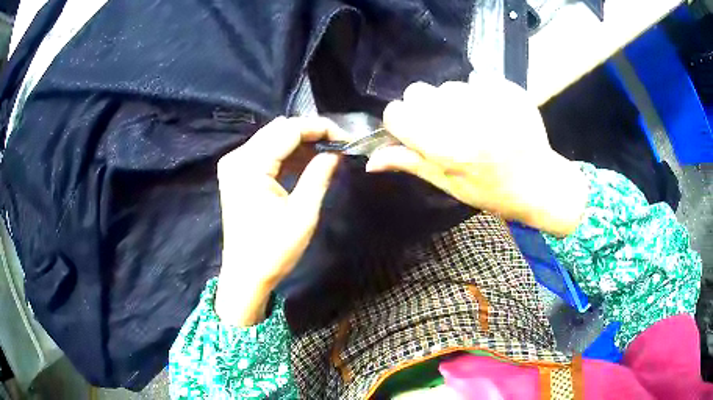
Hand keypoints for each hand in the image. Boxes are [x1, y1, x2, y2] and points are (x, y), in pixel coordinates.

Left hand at [215, 117, 344, 326]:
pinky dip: (286, 154)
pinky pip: (264, 152)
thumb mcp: (303, 214)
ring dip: (299, 143)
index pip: (288, 130)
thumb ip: (319, 175)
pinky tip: (306, 162)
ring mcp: (234, 165)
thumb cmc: (273, 251)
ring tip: (327, 153)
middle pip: (279, 129)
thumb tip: (336, 152)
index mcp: (250, 166)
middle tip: (338, 145)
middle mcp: (237, 158)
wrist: (245, 276)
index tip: (346, 138)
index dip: (319, 128)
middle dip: (310, 133)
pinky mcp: (237, 174)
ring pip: (272, 138)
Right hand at [367, 73, 588, 236]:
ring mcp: (487, 100)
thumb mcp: (447, 184)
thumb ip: (409, 164)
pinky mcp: (506, 89)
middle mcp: (462, 119)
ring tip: (476, 122)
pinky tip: (494, 114)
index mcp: (443, 148)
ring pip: (447, 85)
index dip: (401, 122)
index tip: (413, 132)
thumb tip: (370, 161)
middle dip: (425, 107)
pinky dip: (480, 93)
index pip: (396, 113)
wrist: (538, 182)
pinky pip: (476, 79)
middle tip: (447, 126)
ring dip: (454, 101)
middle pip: (418, 91)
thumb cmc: (490, 191)